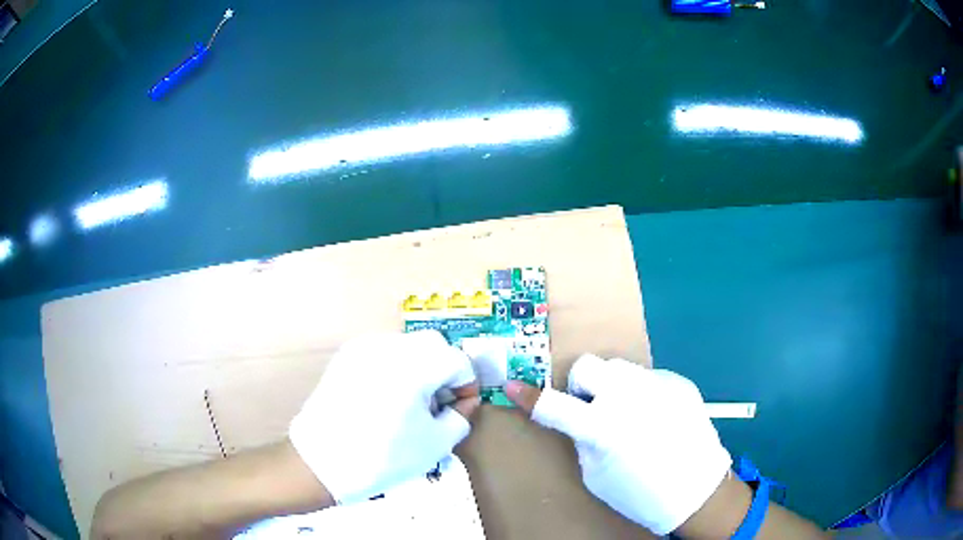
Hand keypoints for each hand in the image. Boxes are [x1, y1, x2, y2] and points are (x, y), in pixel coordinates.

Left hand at [289, 331, 479, 503]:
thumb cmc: (384, 458)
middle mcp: (390, 346)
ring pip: (408, 346)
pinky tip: (385, 398)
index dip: (467, 386)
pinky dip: (395, 368)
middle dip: (445, 371)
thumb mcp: (436, 444)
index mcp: (415, 365)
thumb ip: (460, 416)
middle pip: (434, 345)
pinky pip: (383, 352)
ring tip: (410, 402)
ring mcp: (364, 347)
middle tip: (437, 404)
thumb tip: (464, 401)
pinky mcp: (346, 356)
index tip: (461, 408)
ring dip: (421, 367)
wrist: (321, 462)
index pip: (458, 361)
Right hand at [505, 354, 730, 535]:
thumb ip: (582, 439)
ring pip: (620, 368)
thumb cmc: (640, 494)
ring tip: (629, 413)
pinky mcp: (679, 382)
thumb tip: (579, 416)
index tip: (512, 386)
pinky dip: (643, 394)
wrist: (696, 488)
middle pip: (588, 365)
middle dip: (583, 385)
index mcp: (604, 427)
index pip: (554, 405)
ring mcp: (658, 384)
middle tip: (592, 408)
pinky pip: (649, 379)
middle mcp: (630, 396)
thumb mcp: (596, 475)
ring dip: (614, 386)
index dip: (529, 397)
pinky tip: (657, 418)